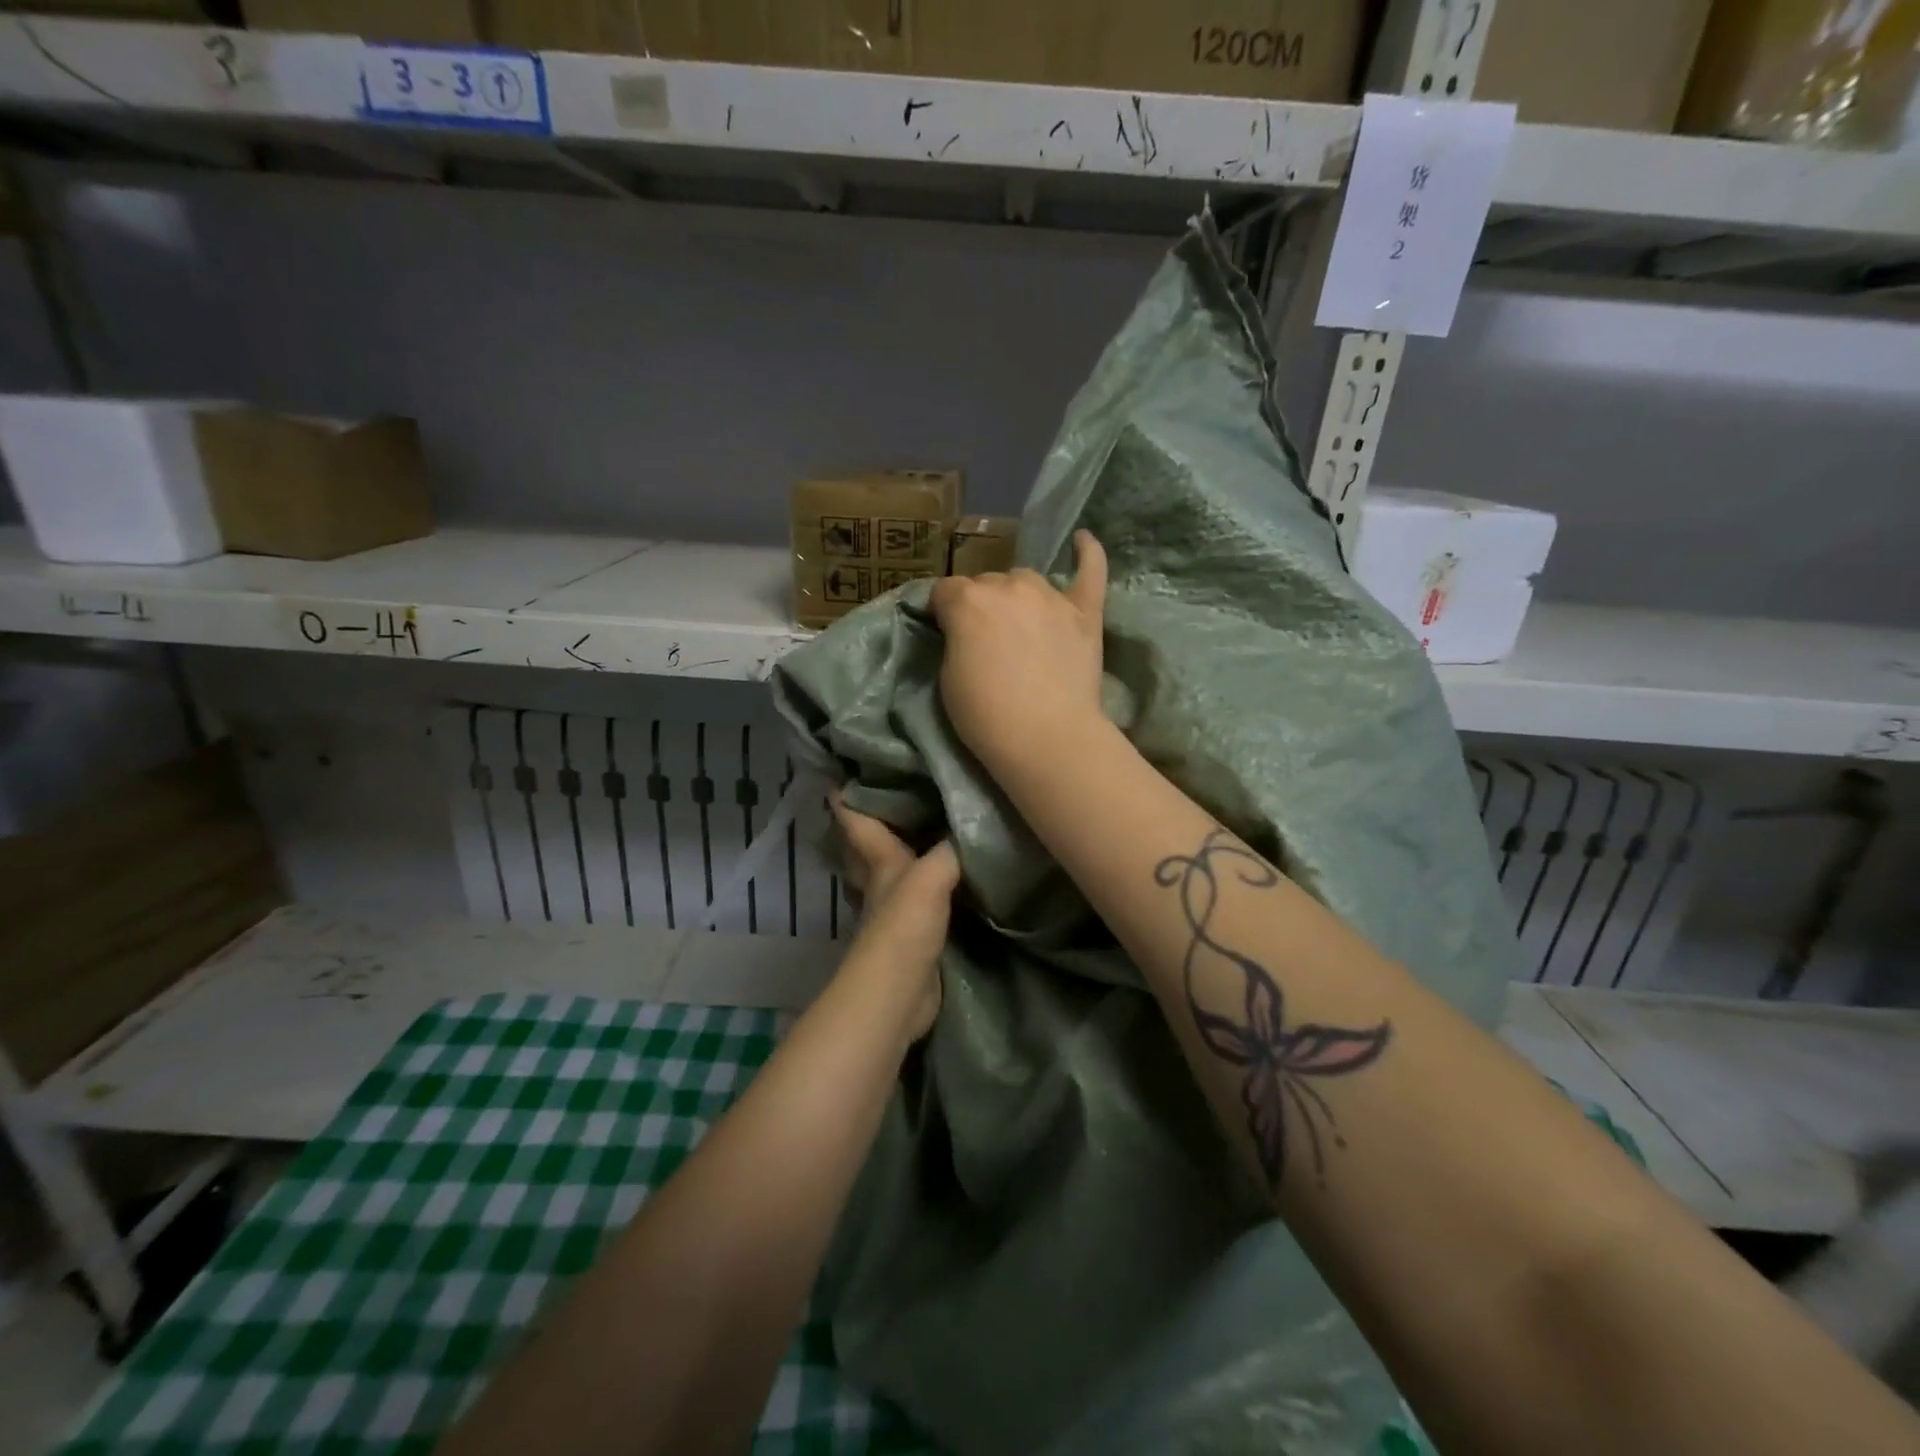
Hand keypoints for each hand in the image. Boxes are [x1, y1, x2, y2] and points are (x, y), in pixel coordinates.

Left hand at [831, 793, 958, 1040]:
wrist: (899, 994)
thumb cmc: (904, 928)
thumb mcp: (930, 877)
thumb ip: (950, 850)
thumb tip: (971, 824)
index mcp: (881, 863)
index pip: (859, 823)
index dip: (848, 799)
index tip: (839, 776)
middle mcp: (882, 884)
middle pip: (867, 850)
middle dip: (868, 826)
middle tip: (881, 799)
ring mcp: (894, 914)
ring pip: (890, 875)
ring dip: (897, 856)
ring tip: (917, 832)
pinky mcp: (913, 937)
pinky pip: (918, 901)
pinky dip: (926, 888)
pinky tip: (945, 882)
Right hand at [927, 529, 1107, 778]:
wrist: (1046, 738)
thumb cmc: (985, 716)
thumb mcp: (947, 676)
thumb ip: (955, 637)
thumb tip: (963, 626)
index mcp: (967, 600)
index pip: (944, 591)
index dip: (942, 612)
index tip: (945, 633)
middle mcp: (1008, 586)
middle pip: (986, 583)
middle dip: (981, 606)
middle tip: (985, 642)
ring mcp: (1051, 596)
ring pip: (1026, 579)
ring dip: (1017, 596)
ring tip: (1020, 626)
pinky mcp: (1085, 612)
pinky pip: (1091, 570)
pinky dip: (1088, 554)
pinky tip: (1083, 542)